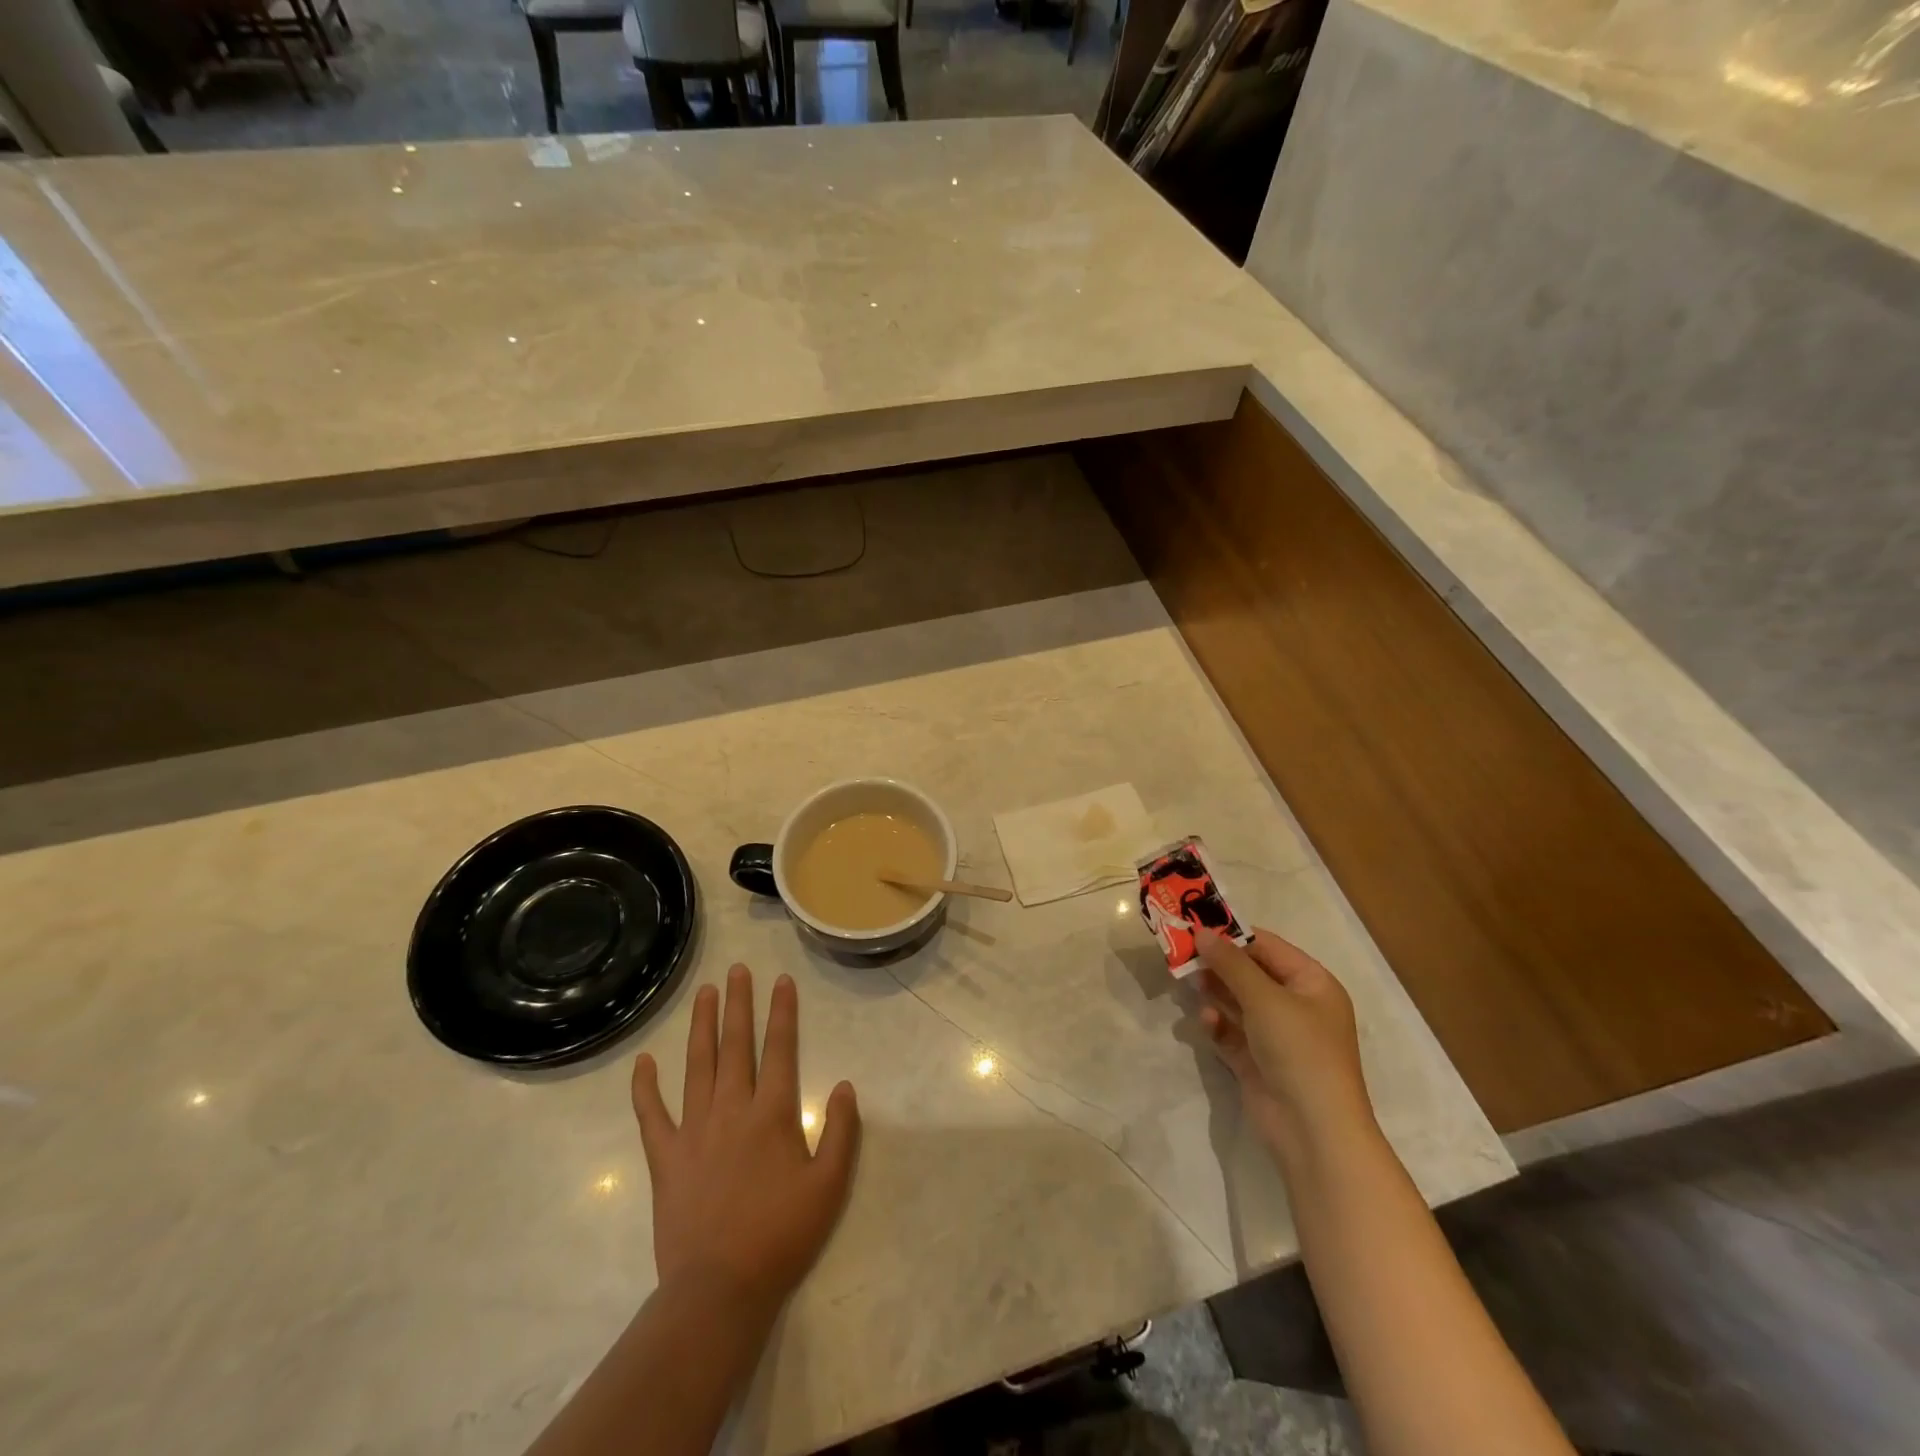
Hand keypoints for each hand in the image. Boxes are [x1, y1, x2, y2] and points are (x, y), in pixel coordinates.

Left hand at [631, 965, 860, 1320]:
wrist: (719, 1289)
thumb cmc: (781, 1236)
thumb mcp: (829, 1186)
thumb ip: (841, 1132)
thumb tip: (845, 1085)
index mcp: (773, 1114)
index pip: (780, 1049)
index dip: (782, 1012)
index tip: (781, 980)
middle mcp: (732, 1110)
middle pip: (736, 1046)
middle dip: (739, 1004)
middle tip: (738, 970)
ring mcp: (695, 1131)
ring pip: (697, 1066)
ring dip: (702, 1026)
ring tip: (705, 994)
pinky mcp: (666, 1158)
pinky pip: (652, 1115)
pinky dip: (645, 1087)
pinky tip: (643, 1061)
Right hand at [1195, 927, 1374, 1168]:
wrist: (1314, 1131)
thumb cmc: (1299, 1050)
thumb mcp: (1264, 998)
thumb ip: (1230, 963)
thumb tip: (1201, 932)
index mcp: (1312, 984)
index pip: (1267, 947)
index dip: (1232, 935)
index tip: (1195, 925)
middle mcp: (1297, 1006)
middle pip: (1250, 973)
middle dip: (1218, 965)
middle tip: (1182, 954)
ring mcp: (1277, 1036)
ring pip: (1237, 1001)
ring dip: (1214, 992)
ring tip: (1188, 983)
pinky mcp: (1257, 1061)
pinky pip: (1231, 1031)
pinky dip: (1218, 1024)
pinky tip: (1206, 1022)